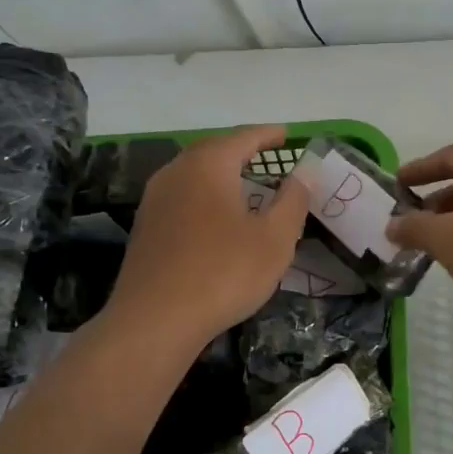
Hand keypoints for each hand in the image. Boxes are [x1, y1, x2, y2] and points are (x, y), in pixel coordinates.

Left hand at [106, 125, 308, 348]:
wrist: (155, 320)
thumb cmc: (223, 273)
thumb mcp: (274, 239)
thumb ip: (293, 200)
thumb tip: (306, 172)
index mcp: (209, 165)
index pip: (243, 137)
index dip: (268, 134)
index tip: (287, 133)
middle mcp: (177, 172)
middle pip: (213, 149)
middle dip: (241, 149)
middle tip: (266, 154)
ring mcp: (155, 199)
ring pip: (193, 173)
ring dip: (220, 172)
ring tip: (244, 183)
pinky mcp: (146, 227)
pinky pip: (182, 196)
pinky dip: (204, 195)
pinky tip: (215, 216)